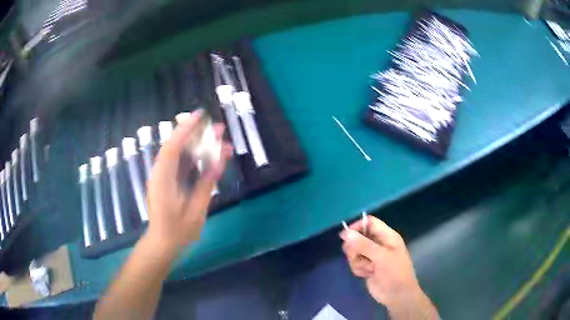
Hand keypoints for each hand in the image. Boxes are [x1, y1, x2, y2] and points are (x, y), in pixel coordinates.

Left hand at [145, 110, 231, 254]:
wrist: (162, 244)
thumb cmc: (177, 232)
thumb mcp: (195, 212)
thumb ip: (205, 186)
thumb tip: (219, 162)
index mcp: (163, 180)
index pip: (172, 147)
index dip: (185, 129)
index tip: (200, 116)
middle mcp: (160, 174)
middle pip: (176, 146)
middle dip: (196, 134)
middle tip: (218, 128)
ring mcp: (163, 177)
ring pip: (179, 154)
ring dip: (197, 145)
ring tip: (217, 139)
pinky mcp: (167, 182)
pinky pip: (180, 164)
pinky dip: (193, 158)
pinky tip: (208, 156)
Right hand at [340, 216, 438, 318]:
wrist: (397, 295)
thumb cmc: (395, 272)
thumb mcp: (381, 257)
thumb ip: (363, 244)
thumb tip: (346, 233)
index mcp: (387, 236)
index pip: (370, 223)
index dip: (358, 226)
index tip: (345, 235)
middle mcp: (379, 244)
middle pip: (358, 237)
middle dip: (354, 247)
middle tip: (356, 255)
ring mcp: (372, 256)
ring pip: (354, 252)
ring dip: (357, 261)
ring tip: (368, 268)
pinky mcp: (367, 267)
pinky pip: (355, 263)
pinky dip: (358, 269)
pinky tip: (367, 274)